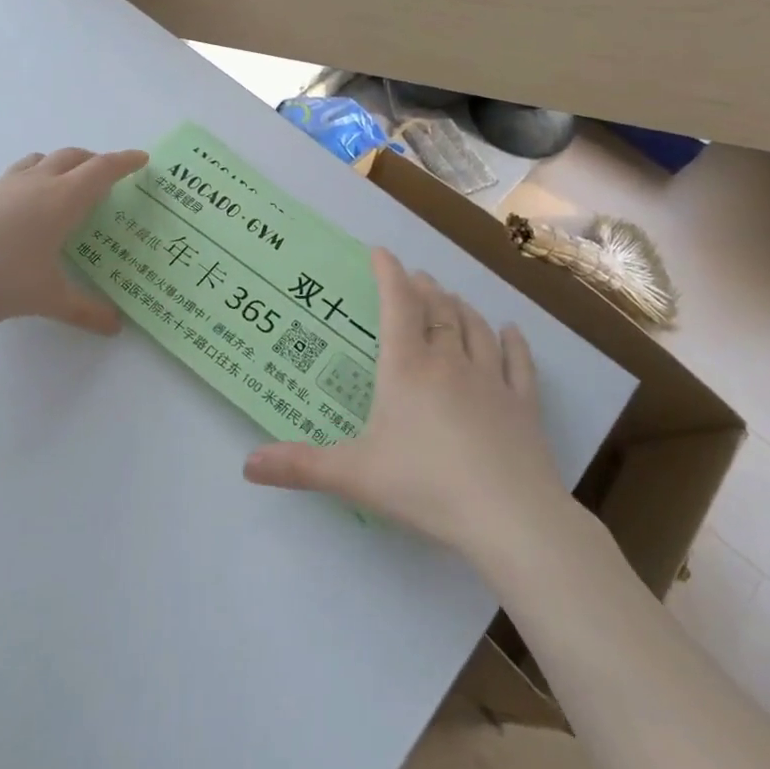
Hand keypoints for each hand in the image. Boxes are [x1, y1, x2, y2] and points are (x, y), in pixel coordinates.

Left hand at [0, 147, 146, 333]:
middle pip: (72, 157)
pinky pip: (18, 175)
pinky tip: (26, 208)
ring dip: (61, 164)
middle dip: (95, 160)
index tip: (142, 159)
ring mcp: (4, 187)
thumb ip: (84, 310)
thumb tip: (115, 326)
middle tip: (108, 174)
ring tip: (67, 184)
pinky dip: (34, 178)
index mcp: (62, 199)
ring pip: (41, 160)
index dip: (124, 162)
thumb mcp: (47, 298)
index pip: (102, 170)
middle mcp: (37, 184)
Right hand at [243, 247, 575, 559]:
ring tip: (451, 297)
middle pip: (437, 310)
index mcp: (407, 368)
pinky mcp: (522, 405)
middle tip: (415, 277)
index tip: (380, 252)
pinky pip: (518, 362)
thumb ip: (301, 466)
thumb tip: (247, 464)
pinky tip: (511, 331)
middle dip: (424, 288)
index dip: (388, 274)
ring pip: (475, 327)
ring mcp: (490, 380)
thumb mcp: (355, 475)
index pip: (396, 304)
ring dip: (460, 307)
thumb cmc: (425, 486)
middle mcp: (449, 361)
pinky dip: (513, 342)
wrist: (509, 516)